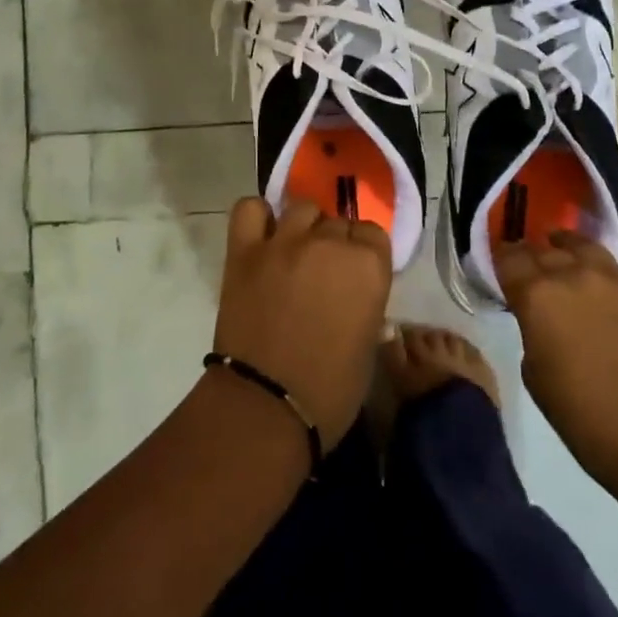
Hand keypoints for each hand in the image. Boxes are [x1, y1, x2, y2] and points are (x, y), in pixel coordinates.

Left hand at [213, 198, 393, 448]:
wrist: (265, 407)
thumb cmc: (330, 391)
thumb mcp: (369, 345)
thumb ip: (365, 301)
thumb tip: (354, 291)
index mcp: (368, 266)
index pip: (373, 233)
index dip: (364, 253)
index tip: (355, 275)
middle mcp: (329, 243)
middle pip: (337, 221)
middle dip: (334, 243)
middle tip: (323, 274)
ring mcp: (284, 242)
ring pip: (301, 209)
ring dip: (303, 228)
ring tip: (294, 254)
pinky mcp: (245, 250)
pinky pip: (250, 209)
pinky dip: (258, 217)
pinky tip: (262, 236)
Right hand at [495, 232, 617, 497]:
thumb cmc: (586, 419)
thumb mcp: (535, 375)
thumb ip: (532, 331)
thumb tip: (542, 319)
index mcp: (539, 295)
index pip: (510, 258)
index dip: (502, 260)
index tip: (500, 267)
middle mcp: (577, 276)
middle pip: (546, 250)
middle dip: (534, 256)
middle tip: (531, 269)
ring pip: (586, 249)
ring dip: (570, 252)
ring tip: (567, 257)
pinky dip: (607, 283)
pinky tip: (611, 305)